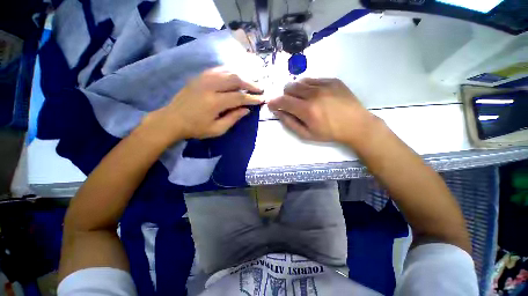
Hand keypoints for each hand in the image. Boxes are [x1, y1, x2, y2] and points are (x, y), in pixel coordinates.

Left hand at [145, 68, 263, 142]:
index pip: (239, 97)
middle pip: (235, 79)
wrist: (172, 120)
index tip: (262, 99)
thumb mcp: (217, 129)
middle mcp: (210, 86)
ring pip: (227, 71)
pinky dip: (229, 72)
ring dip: (242, 76)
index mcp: (214, 102)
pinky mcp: (199, 77)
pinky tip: (235, 76)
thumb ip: (233, 118)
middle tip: (259, 88)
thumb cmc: (195, 128)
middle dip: (250, 83)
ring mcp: (203, 79)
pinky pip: (218, 70)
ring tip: (250, 82)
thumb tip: (247, 109)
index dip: (252, 98)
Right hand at [268, 78, 377, 144]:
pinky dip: (308, 86)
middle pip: (289, 87)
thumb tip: (278, 112)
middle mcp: (314, 94)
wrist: (357, 125)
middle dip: (284, 96)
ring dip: (295, 90)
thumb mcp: (307, 134)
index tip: (271, 104)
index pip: (283, 101)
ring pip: (300, 81)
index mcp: (307, 110)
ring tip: (301, 99)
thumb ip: (290, 123)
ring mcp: (324, 85)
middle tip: (289, 104)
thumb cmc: (330, 133)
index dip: (274, 102)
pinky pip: (313, 79)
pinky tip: (314, 94)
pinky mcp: (332, 80)